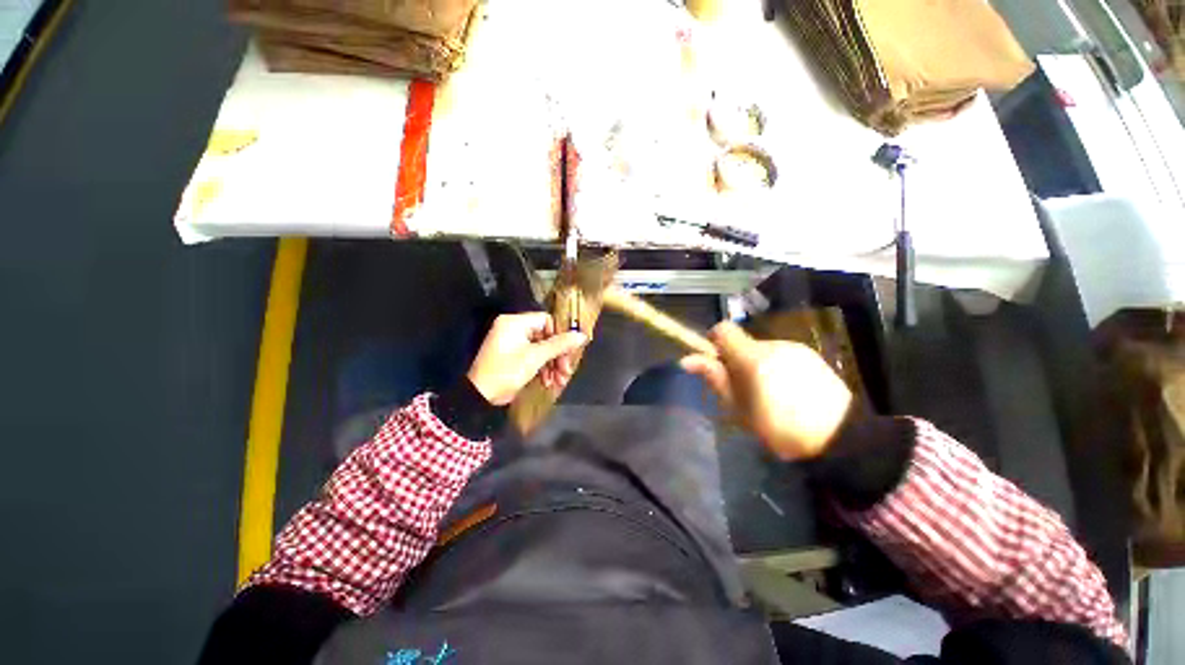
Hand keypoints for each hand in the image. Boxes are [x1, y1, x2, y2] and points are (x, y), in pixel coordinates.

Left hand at [467, 313, 588, 405]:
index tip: (571, 350)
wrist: (481, 396)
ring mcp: (513, 343)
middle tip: (567, 370)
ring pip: (541, 348)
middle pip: (545, 336)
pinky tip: (549, 382)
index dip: (561, 334)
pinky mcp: (513, 356)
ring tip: (560, 380)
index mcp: (516, 322)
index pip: (546, 320)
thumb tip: (582, 335)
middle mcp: (514, 328)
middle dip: (558, 355)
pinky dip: (542, 368)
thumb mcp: (536, 357)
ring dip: (552, 364)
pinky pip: (533, 356)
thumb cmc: (508, 371)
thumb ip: (560, 345)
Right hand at [680, 322, 852, 459]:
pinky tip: (788, 391)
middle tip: (743, 390)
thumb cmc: (781, 428)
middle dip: (736, 361)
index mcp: (753, 357)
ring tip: (768, 394)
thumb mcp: (740, 408)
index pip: (723, 329)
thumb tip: (686, 360)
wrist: (841, 437)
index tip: (715, 363)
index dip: (714, 342)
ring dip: (757, 365)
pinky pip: (782, 355)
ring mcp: (795, 348)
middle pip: (743, 343)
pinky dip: (776, 367)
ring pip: (762, 350)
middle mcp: (774, 344)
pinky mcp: (812, 355)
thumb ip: (715, 378)